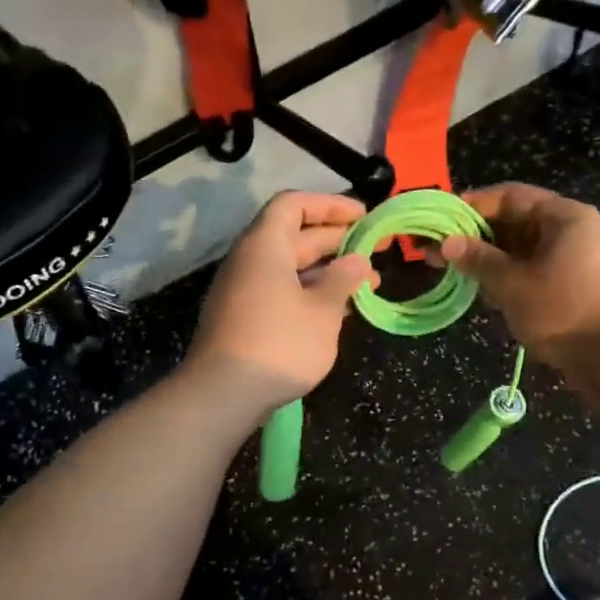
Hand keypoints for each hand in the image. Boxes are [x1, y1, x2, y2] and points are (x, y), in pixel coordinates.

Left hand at [186, 191, 377, 416]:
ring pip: (291, 268)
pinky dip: (312, 293)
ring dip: (329, 271)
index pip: (294, 205)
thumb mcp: (322, 311)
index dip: (330, 205)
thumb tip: (357, 261)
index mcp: (265, 245)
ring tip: (368, 284)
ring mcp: (245, 290)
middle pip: (294, 236)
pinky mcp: (245, 318)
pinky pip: (282, 291)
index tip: (363, 216)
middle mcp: (250, 260)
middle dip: (337, 240)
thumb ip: (343, 280)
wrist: (223, 394)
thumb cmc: (280, 344)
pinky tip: (340, 309)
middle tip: (376, 249)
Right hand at [439, 183, 599, 364]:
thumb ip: (479, 260)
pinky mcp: (576, 289)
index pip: (510, 196)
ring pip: (524, 252)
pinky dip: (510, 279)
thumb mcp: (513, 284)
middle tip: (439, 251)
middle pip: (516, 223)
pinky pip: (535, 273)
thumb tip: (448, 243)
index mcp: (563, 216)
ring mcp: (577, 261)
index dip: (472, 205)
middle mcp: (572, 231)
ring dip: (491, 261)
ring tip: (455, 275)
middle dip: (477, 237)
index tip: (441, 219)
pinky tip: (485, 295)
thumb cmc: (564, 310)